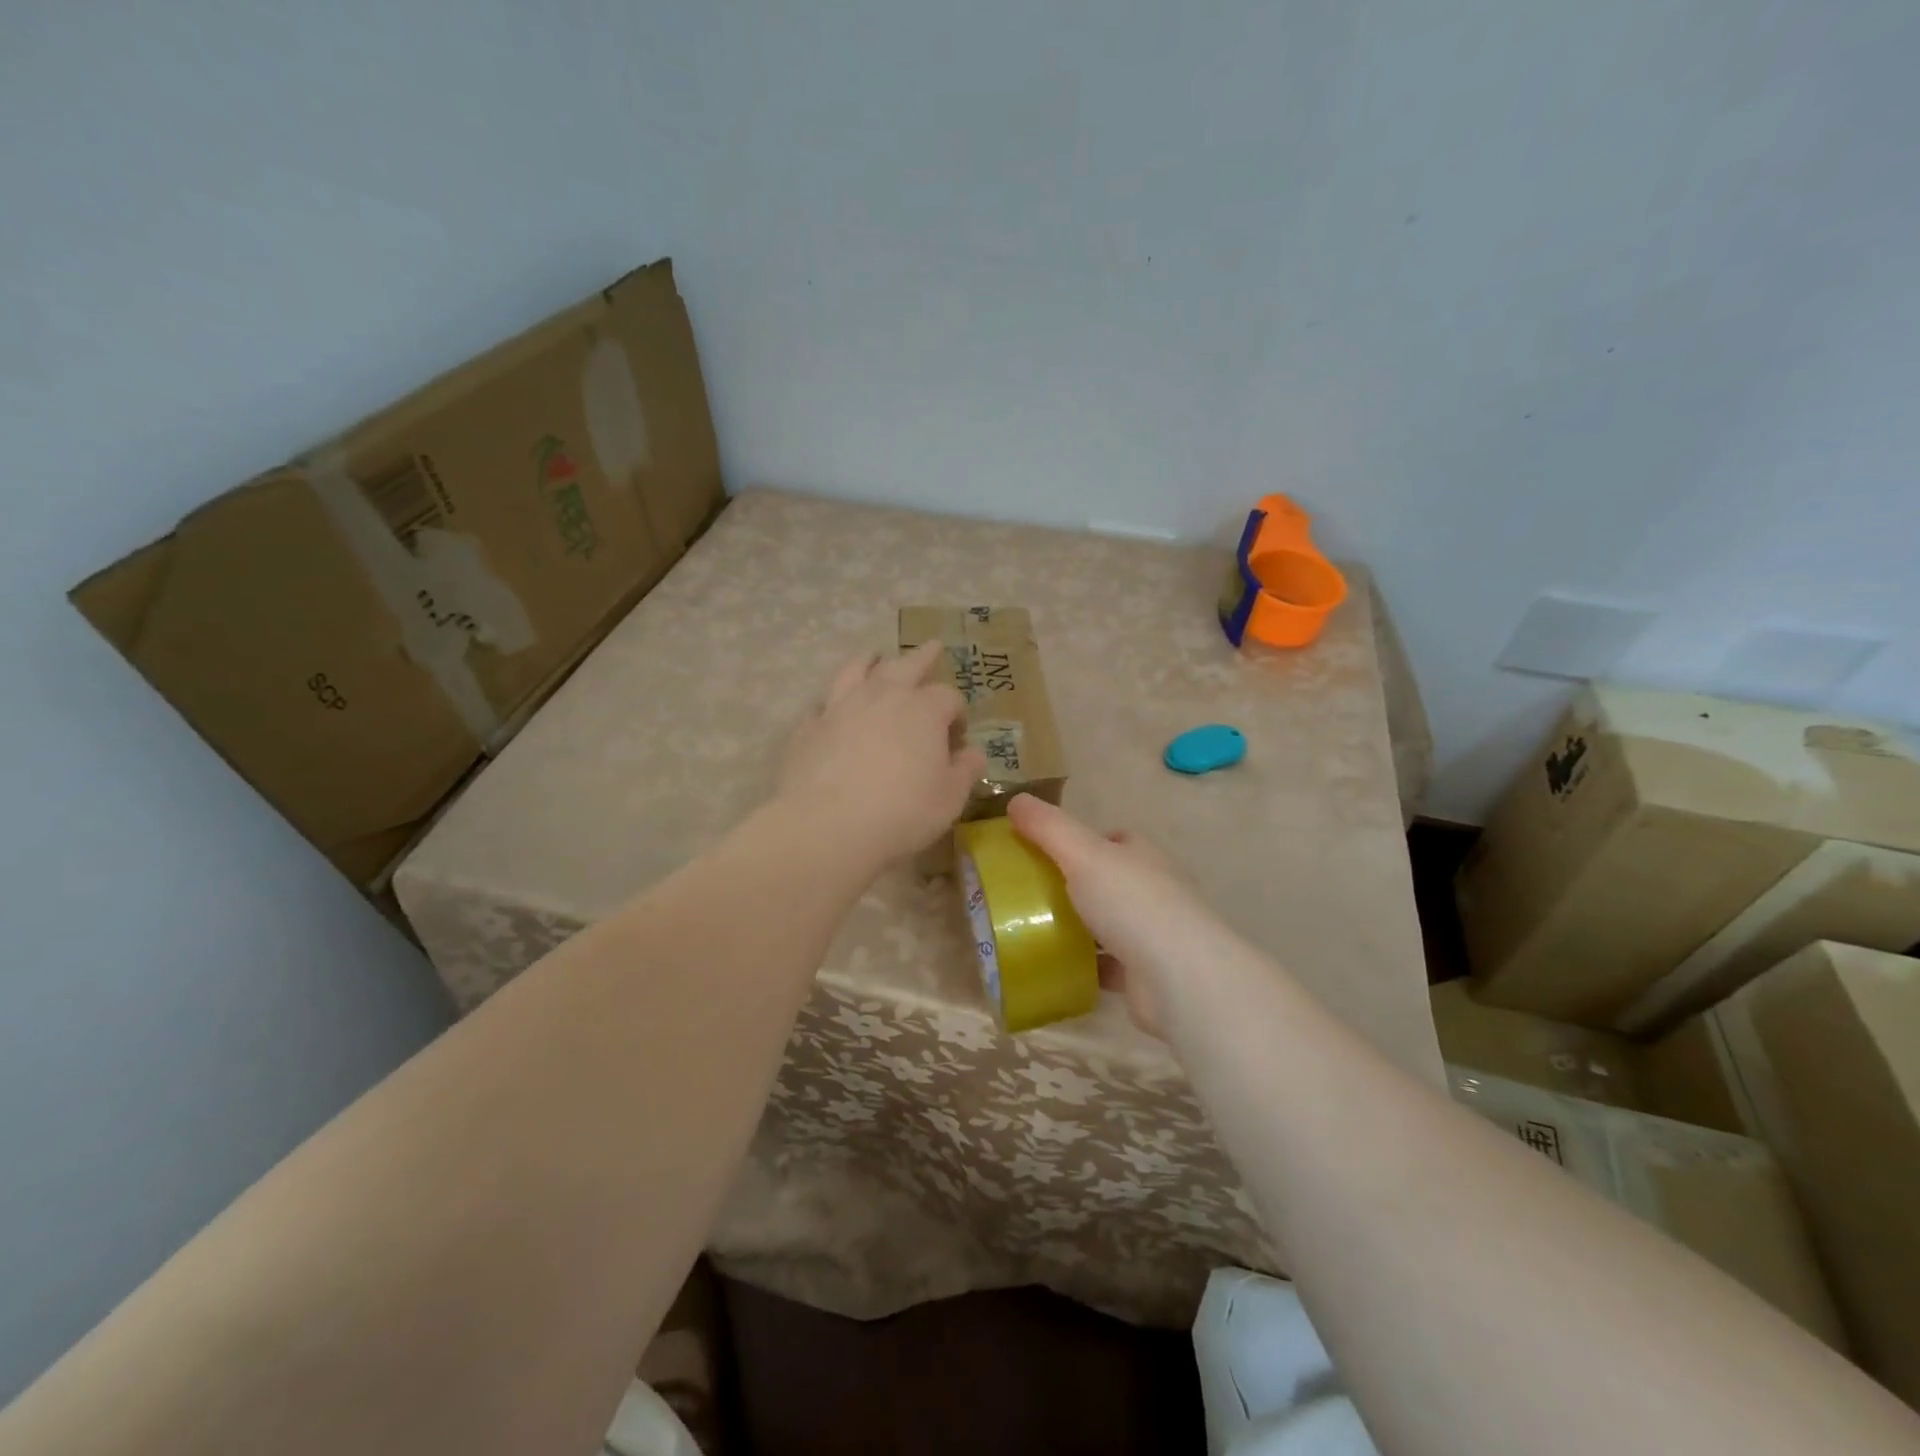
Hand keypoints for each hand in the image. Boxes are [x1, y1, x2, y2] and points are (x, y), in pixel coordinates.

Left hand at [778, 642, 986, 866]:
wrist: (828, 826)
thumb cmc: (902, 813)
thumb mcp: (949, 798)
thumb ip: (965, 771)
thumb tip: (974, 753)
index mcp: (923, 710)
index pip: (948, 697)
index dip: (957, 713)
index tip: (957, 737)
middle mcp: (883, 696)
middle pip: (906, 665)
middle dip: (922, 656)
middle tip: (932, 646)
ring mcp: (841, 707)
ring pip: (857, 670)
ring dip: (869, 661)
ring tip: (874, 656)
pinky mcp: (809, 726)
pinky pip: (822, 704)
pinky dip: (831, 701)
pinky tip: (831, 707)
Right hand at [1006, 794, 1218, 1037]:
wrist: (1178, 978)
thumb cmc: (1131, 903)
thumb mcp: (1082, 854)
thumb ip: (1048, 827)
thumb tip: (1016, 800)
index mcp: (1143, 855)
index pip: (1113, 840)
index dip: (1081, 841)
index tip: (1044, 851)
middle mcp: (1154, 890)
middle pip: (1109, 880)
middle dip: (1075, 884)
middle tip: (1030, 892)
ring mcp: (1153, 934)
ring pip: (1108, 923)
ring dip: (1079, 926)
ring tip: (1034, 928)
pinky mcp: (1146, 973)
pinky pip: (1107, 963)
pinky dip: (1085, 963)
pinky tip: (1056, 965)